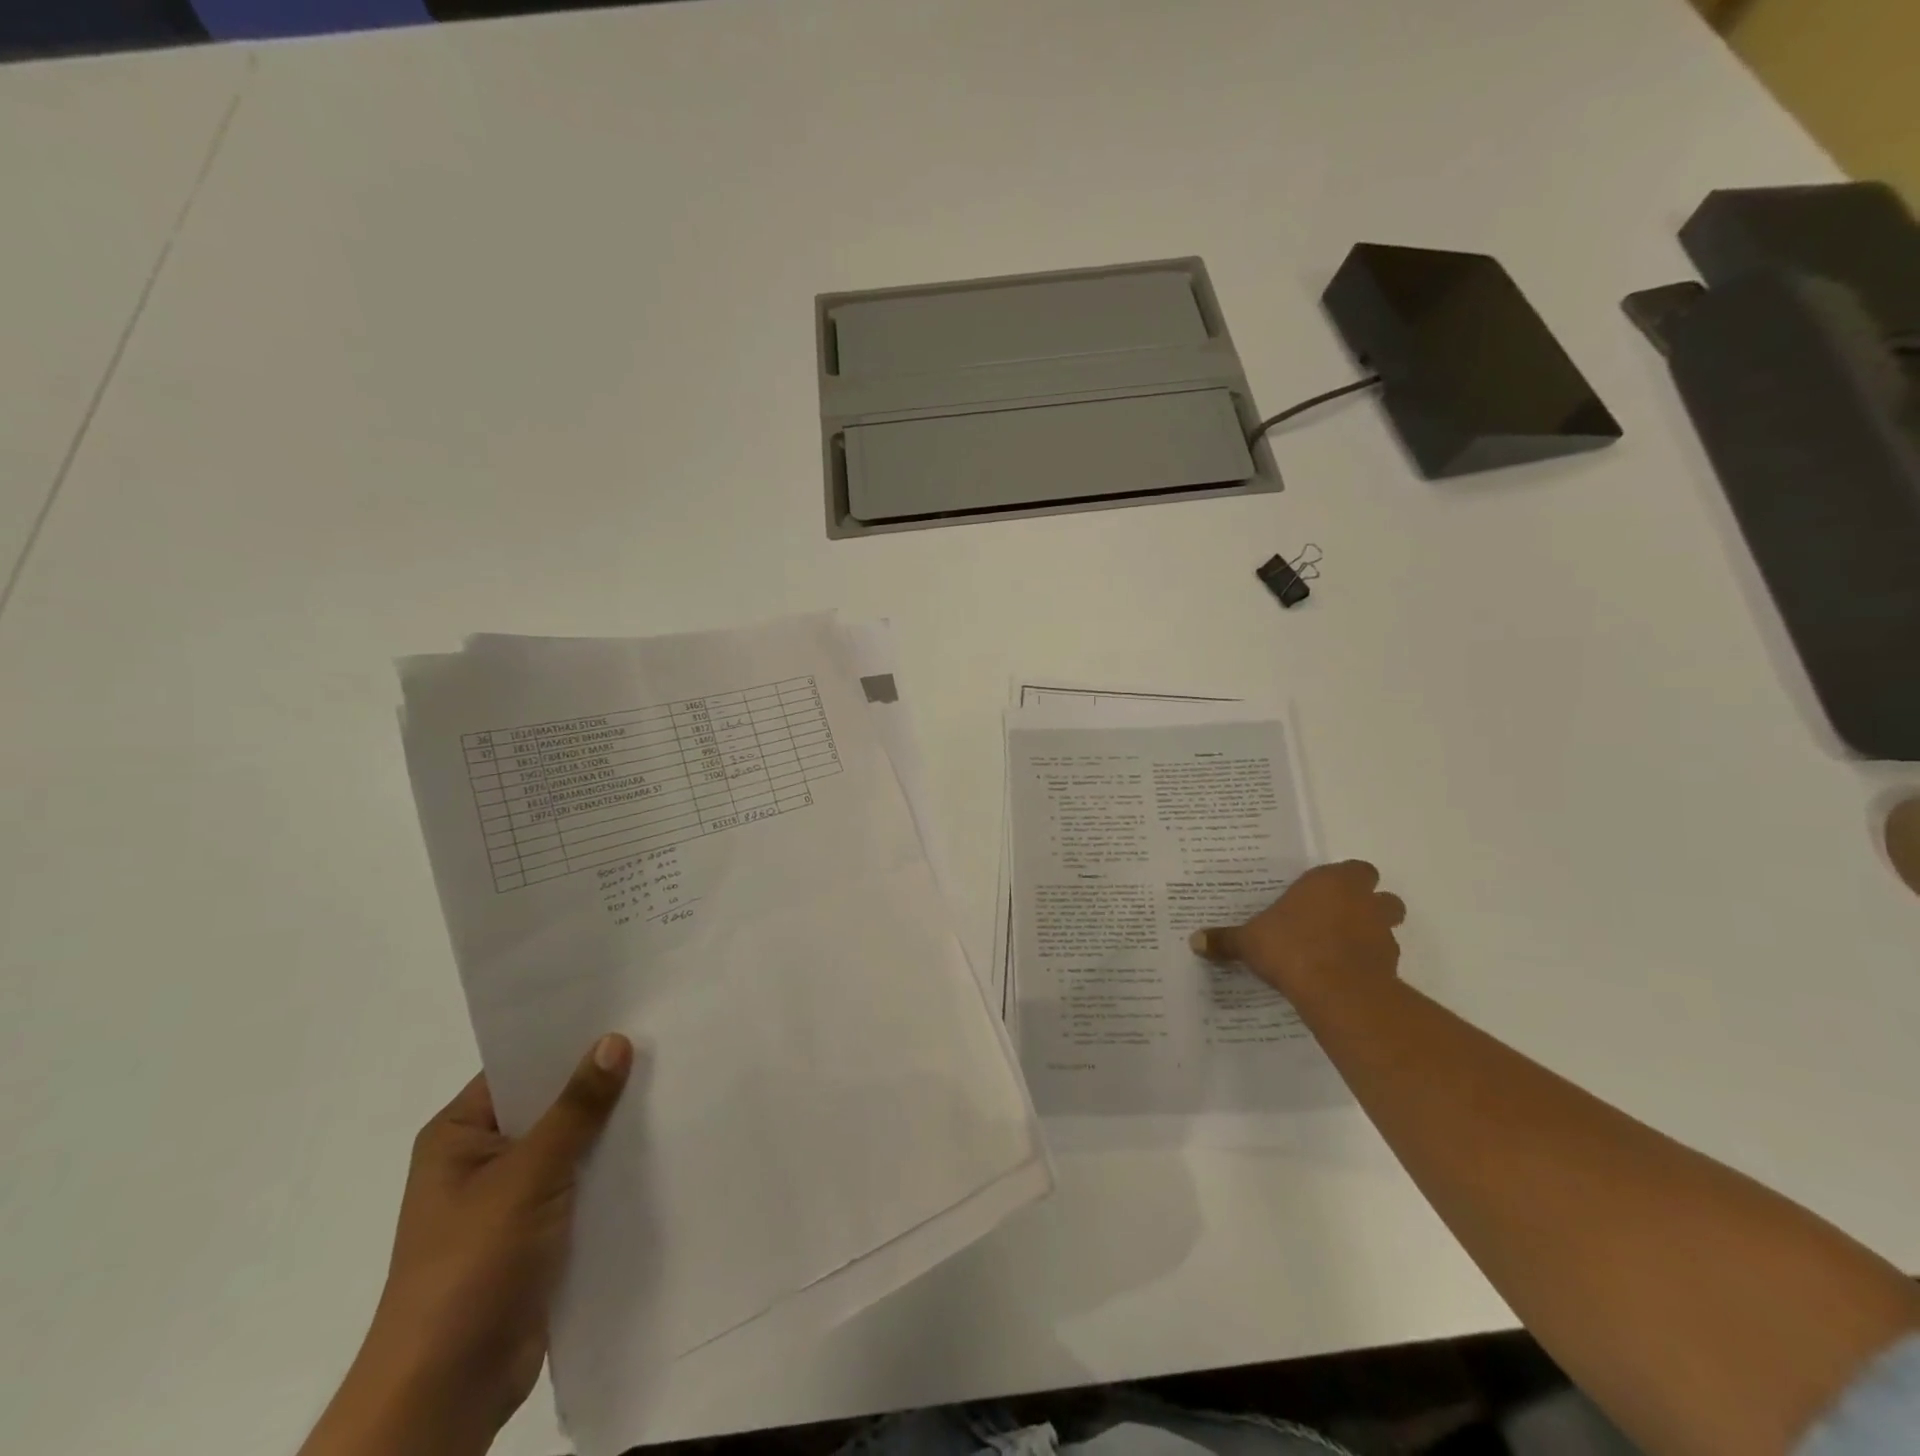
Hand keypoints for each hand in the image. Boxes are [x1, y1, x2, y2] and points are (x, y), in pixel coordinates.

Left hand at [301, 1035, 633, 1455]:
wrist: (448, 1390)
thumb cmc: (472, 1266)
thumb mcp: (528, 1175)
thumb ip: (576, 1108)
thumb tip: (614, 1040)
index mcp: (460, 1135)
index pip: (521, 1067)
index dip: (569, 1040)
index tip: (627, 1012)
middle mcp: (483, 1159)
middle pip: (551, 1103)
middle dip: (600, 1082)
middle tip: (662, 1040)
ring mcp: (511, 1198)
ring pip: (572, 1144)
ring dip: (612, 1126)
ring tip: (673, 1082)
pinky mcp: (540, 1232)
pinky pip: (582, 1182)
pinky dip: (613, 1167)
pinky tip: (660, 1143)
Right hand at [1189, 860, 1405, 1002]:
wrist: (1337, 991)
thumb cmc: (1291, 948)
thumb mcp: (1249, 942)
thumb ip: (1226, 940)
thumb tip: (1194, 940)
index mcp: (1331, 882)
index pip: (1354, 869)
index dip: (1342, 881)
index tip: (1321, 895)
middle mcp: (1362, 901)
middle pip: (1381, 896)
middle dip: (1367, 905)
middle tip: (1337, 920)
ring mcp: (1382, 934)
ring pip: (1388, 926)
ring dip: (1371, 935)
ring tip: (1341, 950)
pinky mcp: (1391, 966)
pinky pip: (1383, 959)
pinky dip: (1369, 964)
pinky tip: (1345, 976)